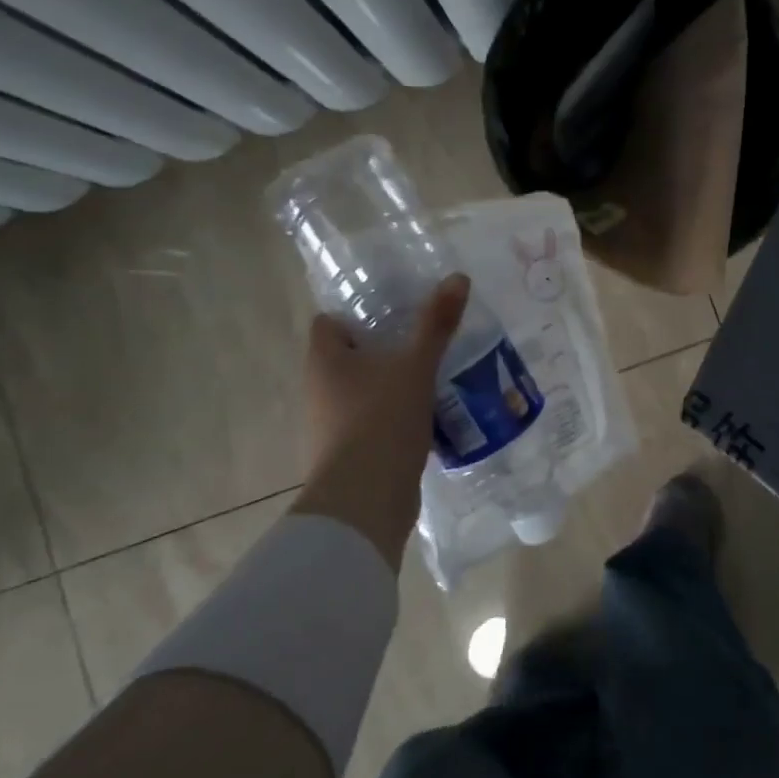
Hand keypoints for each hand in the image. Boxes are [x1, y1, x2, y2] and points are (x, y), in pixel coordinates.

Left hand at [294, 274, 470, 569]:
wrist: (365, 500)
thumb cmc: (381, 420)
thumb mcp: (415, 366)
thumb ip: (436, 324)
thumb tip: (458, 277)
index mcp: (325, 360)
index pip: (329, 322)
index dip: (357, 313)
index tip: (396, 311)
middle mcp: (321, 389)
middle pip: (350, 356)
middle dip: (385, 348)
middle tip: (426, 339)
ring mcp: (333, 424)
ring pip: (365, 390)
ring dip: (394, 383)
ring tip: (435, 374)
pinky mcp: (352, 452)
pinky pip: (376, 420)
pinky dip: (398, 414)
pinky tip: (432, 413)